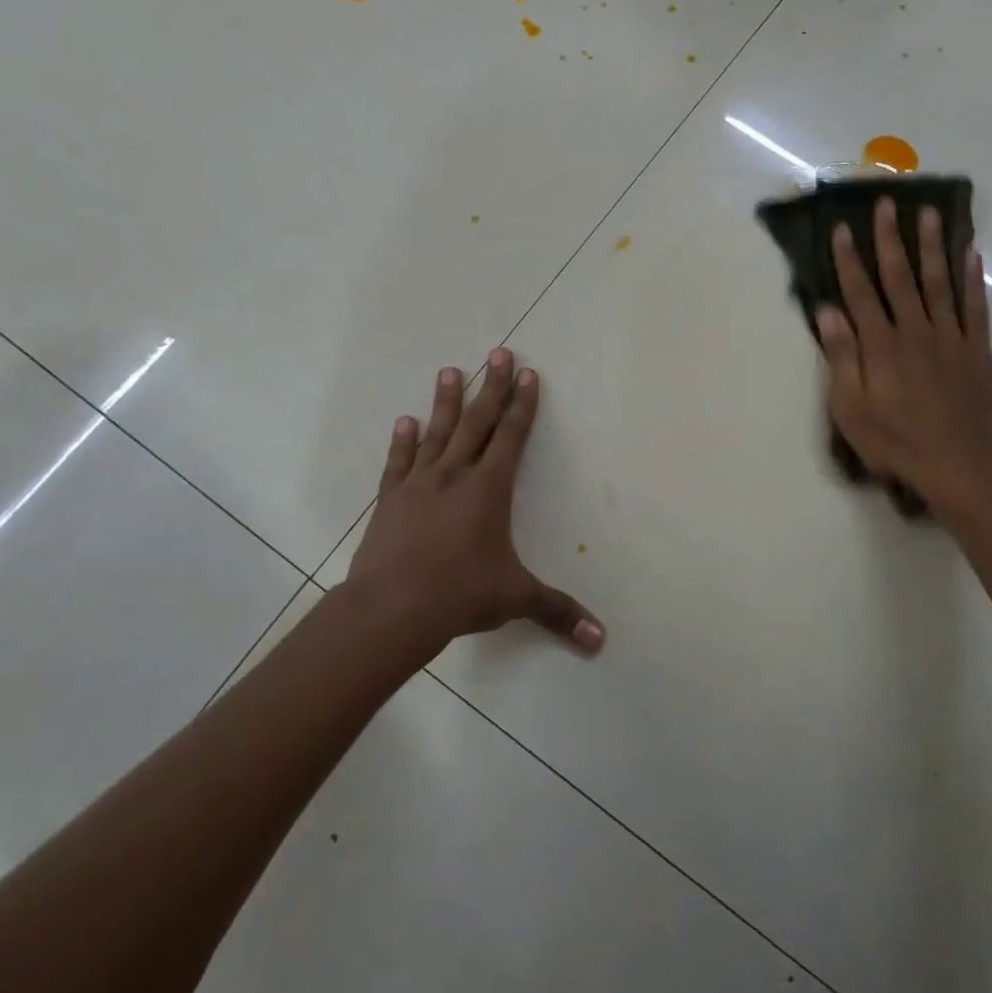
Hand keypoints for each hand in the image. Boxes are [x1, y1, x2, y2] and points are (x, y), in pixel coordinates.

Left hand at [340, 349, 604, 665]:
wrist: (391, 609)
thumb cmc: (460, 595)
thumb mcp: (516, 600)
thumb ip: (559, 612)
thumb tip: (601, 641)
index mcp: (489, 490)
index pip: (511, 437)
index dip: (522, 405)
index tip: (527, 374)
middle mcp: (456, 476)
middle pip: (477, 422)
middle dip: (491, 387)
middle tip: (498, 352)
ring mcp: (419, 484)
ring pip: (437, 433)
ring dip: (446, 401)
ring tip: (449, 370)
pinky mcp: (390, 500)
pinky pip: (399, 461)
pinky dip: (403, 440)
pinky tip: (405, 420)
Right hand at [815, 198, 991, 525]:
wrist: (961, 465)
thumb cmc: (896, 443)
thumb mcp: (852, 410)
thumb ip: (842, 358)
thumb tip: (827, 312)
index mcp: (880, 346)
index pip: (860, 292)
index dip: (848, 259)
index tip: (841, 228)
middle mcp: (915, 331)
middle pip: (899, 277)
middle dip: (889, 239)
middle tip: (886, 203)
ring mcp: (950, 338)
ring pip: (938, 282)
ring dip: (932, 246)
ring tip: (929, 213)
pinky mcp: (977, 350)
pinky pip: (975, 306)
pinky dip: (972, 279)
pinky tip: (971, 254)